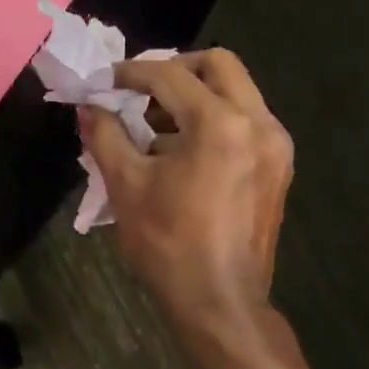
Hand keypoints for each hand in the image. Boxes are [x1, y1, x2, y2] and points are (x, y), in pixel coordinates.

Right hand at [82, 49, 293, 335]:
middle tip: (140, 92)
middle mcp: (258, 123)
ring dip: (194, 94)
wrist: (220, 303)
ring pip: (236, 90)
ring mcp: (275, 145)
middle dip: (174, 70)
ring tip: (155, 125)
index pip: (170, 76)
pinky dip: (213, 118)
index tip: (105, 82)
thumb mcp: (126, 185)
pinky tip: (181, 150)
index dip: (131, 73)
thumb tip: (89, 107)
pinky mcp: (278, 166)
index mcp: (220, 125)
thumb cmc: (168, 244)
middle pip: (219, 65)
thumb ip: (105, 135)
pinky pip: (245, 119)